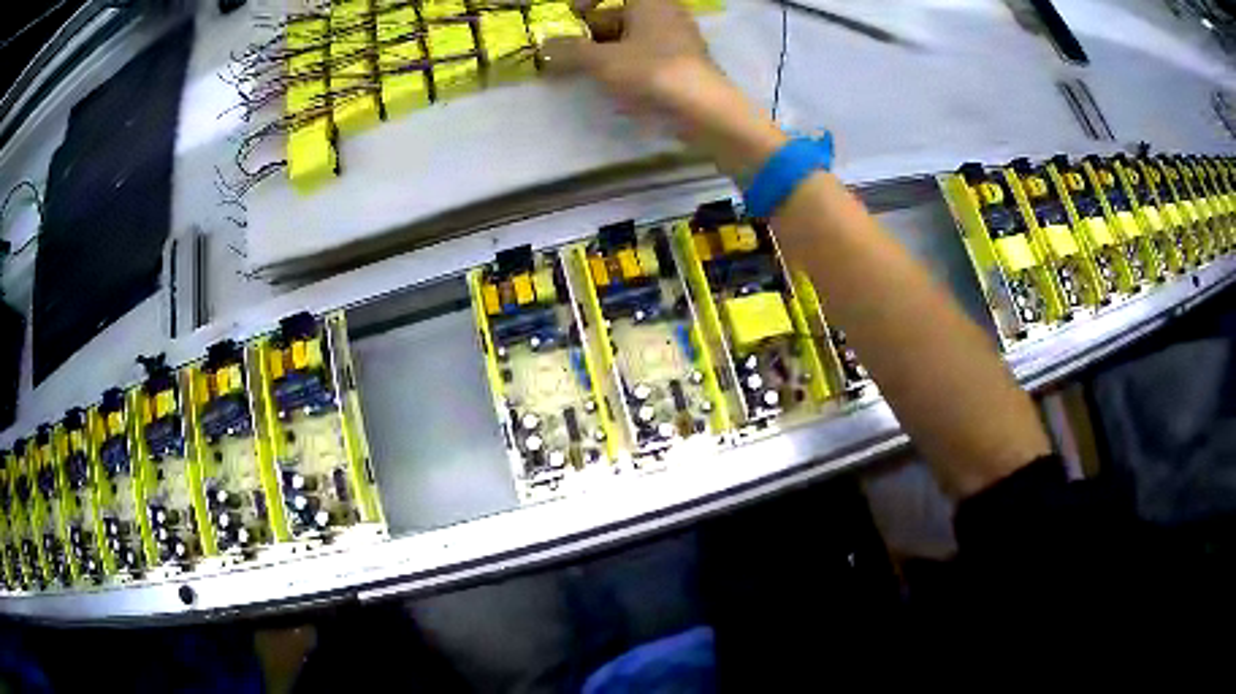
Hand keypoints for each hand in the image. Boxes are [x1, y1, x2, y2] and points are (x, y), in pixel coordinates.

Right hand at [544, 0, 715, 116]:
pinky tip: (613, 83)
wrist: (703, 109)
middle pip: (622, 13)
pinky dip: (627, 63)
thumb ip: (570, 52)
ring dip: (607, 50)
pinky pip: (648, 54)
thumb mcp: (602, 61)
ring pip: (634, 36)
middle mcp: (667, 13)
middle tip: (570, 50)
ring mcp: (678, 38)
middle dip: (593, 30)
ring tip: (586, 70)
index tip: (571, 15)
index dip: (587, 1)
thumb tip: (544, 47)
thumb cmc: (652, 71)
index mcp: (650, 1)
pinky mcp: (684, 63)